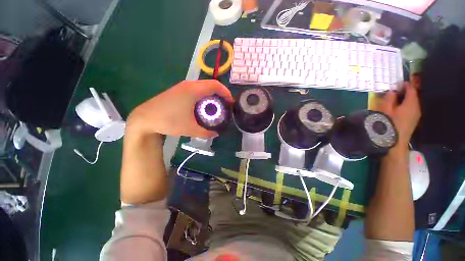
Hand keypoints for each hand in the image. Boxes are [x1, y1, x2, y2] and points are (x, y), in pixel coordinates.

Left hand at [127, 80, 233, 137]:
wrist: (144, 118)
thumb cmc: (168, 122)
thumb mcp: (190, 129)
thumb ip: (206, 132)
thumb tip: (216, 133)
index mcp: (193, 90)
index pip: (215, 85)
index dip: (225, 92)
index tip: (230, 102)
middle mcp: (188, 85)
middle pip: (210, 84)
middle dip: (220, 93)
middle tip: (225, 105)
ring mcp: (182, 86)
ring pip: (203, 86)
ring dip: (212, 94)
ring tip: (216, 106)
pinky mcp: (178, 90)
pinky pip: (196, 89)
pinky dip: (204, 95)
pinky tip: (203, 105)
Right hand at [375, 83, 420, 147]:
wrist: (395, 142)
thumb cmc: (389, 124)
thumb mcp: (385, 109)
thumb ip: (389, 98)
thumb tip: (392, 91)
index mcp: (411, 103)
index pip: (411, 89)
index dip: (405, 85)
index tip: (398, 83)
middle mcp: (417, 108)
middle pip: (413, 96)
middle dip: (405, 92)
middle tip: (394, 91)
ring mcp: (416, 115)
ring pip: (412, 103)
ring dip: (405, 100)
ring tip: (395, 100)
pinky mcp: (413, 121)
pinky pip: (411, 109)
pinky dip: (405, 106)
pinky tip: (398, 109)